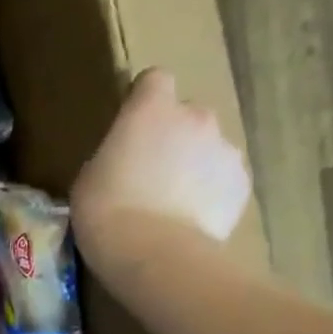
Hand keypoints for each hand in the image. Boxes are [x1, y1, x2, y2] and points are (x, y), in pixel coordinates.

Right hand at [72, 68, 252, 271]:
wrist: (155, 254)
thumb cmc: (106, 211)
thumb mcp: (90, 177)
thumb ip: (114, 155)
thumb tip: (127, 161)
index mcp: (151, 110)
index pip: (154, 80)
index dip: (144, 99)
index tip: (131, 125)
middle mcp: (196, 118)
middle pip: (187, 115)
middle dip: (174, 136)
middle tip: (151, 172)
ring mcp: (226, 151)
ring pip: (209, 149)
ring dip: (194, 165)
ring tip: (172, 204)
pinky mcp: (242, 185)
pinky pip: (223, 180)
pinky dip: (211, 193)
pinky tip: (190, 221)